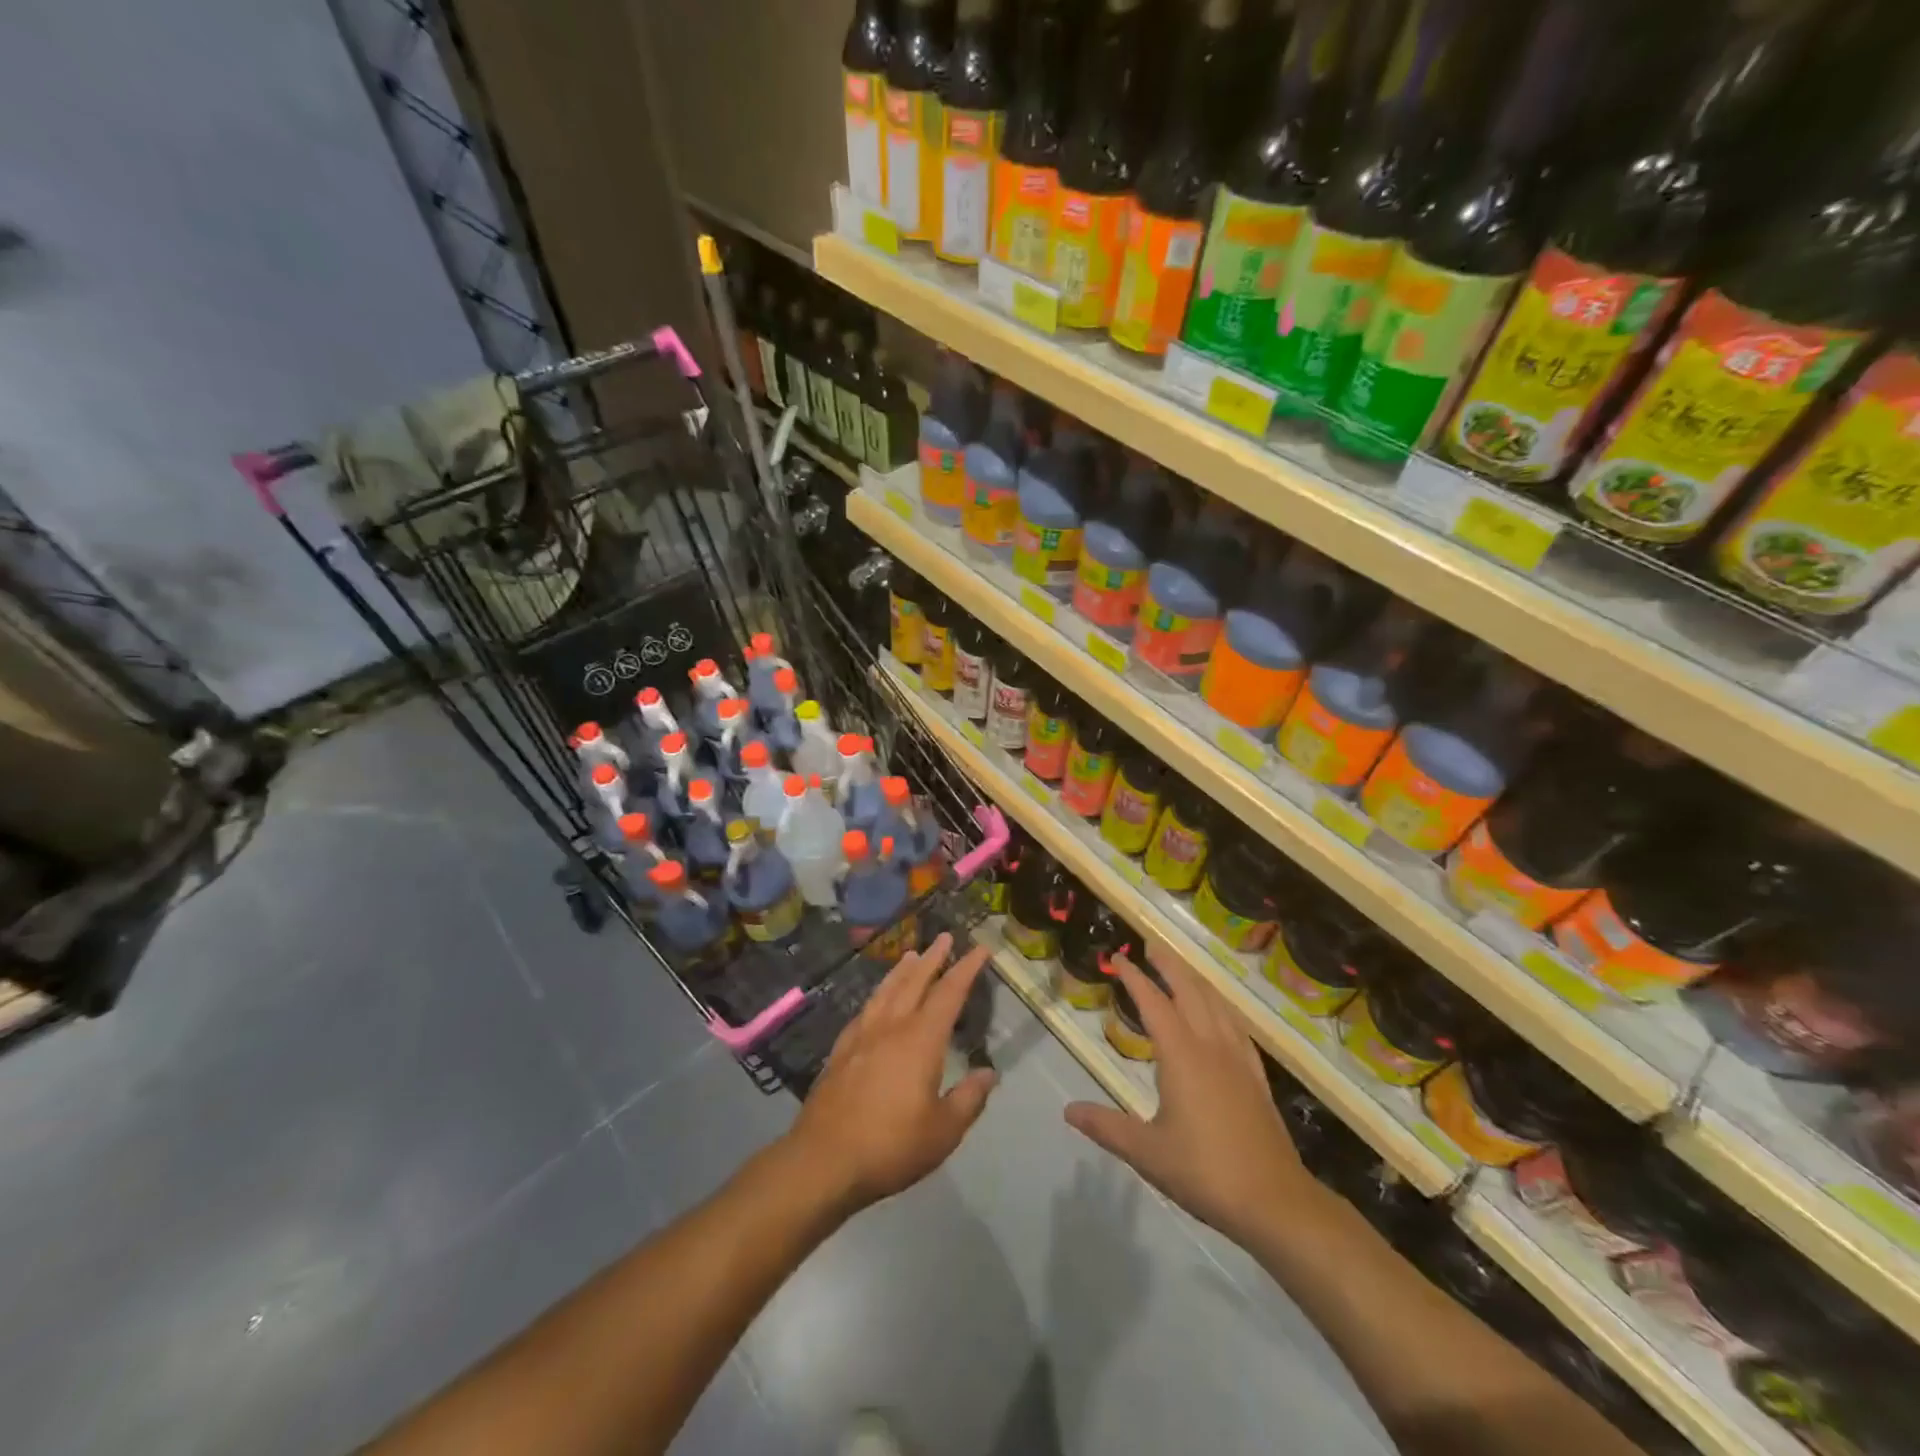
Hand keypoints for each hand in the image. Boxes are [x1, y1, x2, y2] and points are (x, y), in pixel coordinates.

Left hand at [783, 933, 997, 1213]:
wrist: (823, 1160)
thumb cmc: (890, 1146)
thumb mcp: (943, 1132)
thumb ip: (968, 1099)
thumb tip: (988, 1073)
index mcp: (920, 1040)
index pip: (949, 994)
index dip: (966, 969)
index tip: (980, 948)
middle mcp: (891, 1027)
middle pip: (915, 982)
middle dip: (933, 958)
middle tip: (944, 937)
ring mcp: (861, 1037)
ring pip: (886, 991)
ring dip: (902, 970)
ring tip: (911, 954)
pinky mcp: (840, 1051)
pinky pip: (865, 1010)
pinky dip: (878, 995)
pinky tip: (876, 1000)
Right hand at [1064, 944, 1312, 1249]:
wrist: (1275, 1201)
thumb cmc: (1205, 1172)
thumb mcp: (1147, 1152)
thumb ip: (1106, 1127)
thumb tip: (1068, 1110)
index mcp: (1182, 1055)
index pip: (1154, 1003)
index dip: (1134, 978)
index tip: (1118, 958)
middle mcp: (1211, 1046)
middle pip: (1190, 991)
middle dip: (1169, 965)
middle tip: (1151, 946)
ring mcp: (1239, 1060)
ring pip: (1217, 1004)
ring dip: (1196, 981)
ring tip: (1181, 970)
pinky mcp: (1257, 1077)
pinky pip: (1237, 1027)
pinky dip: (1222, 1007)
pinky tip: (1220, 1014)